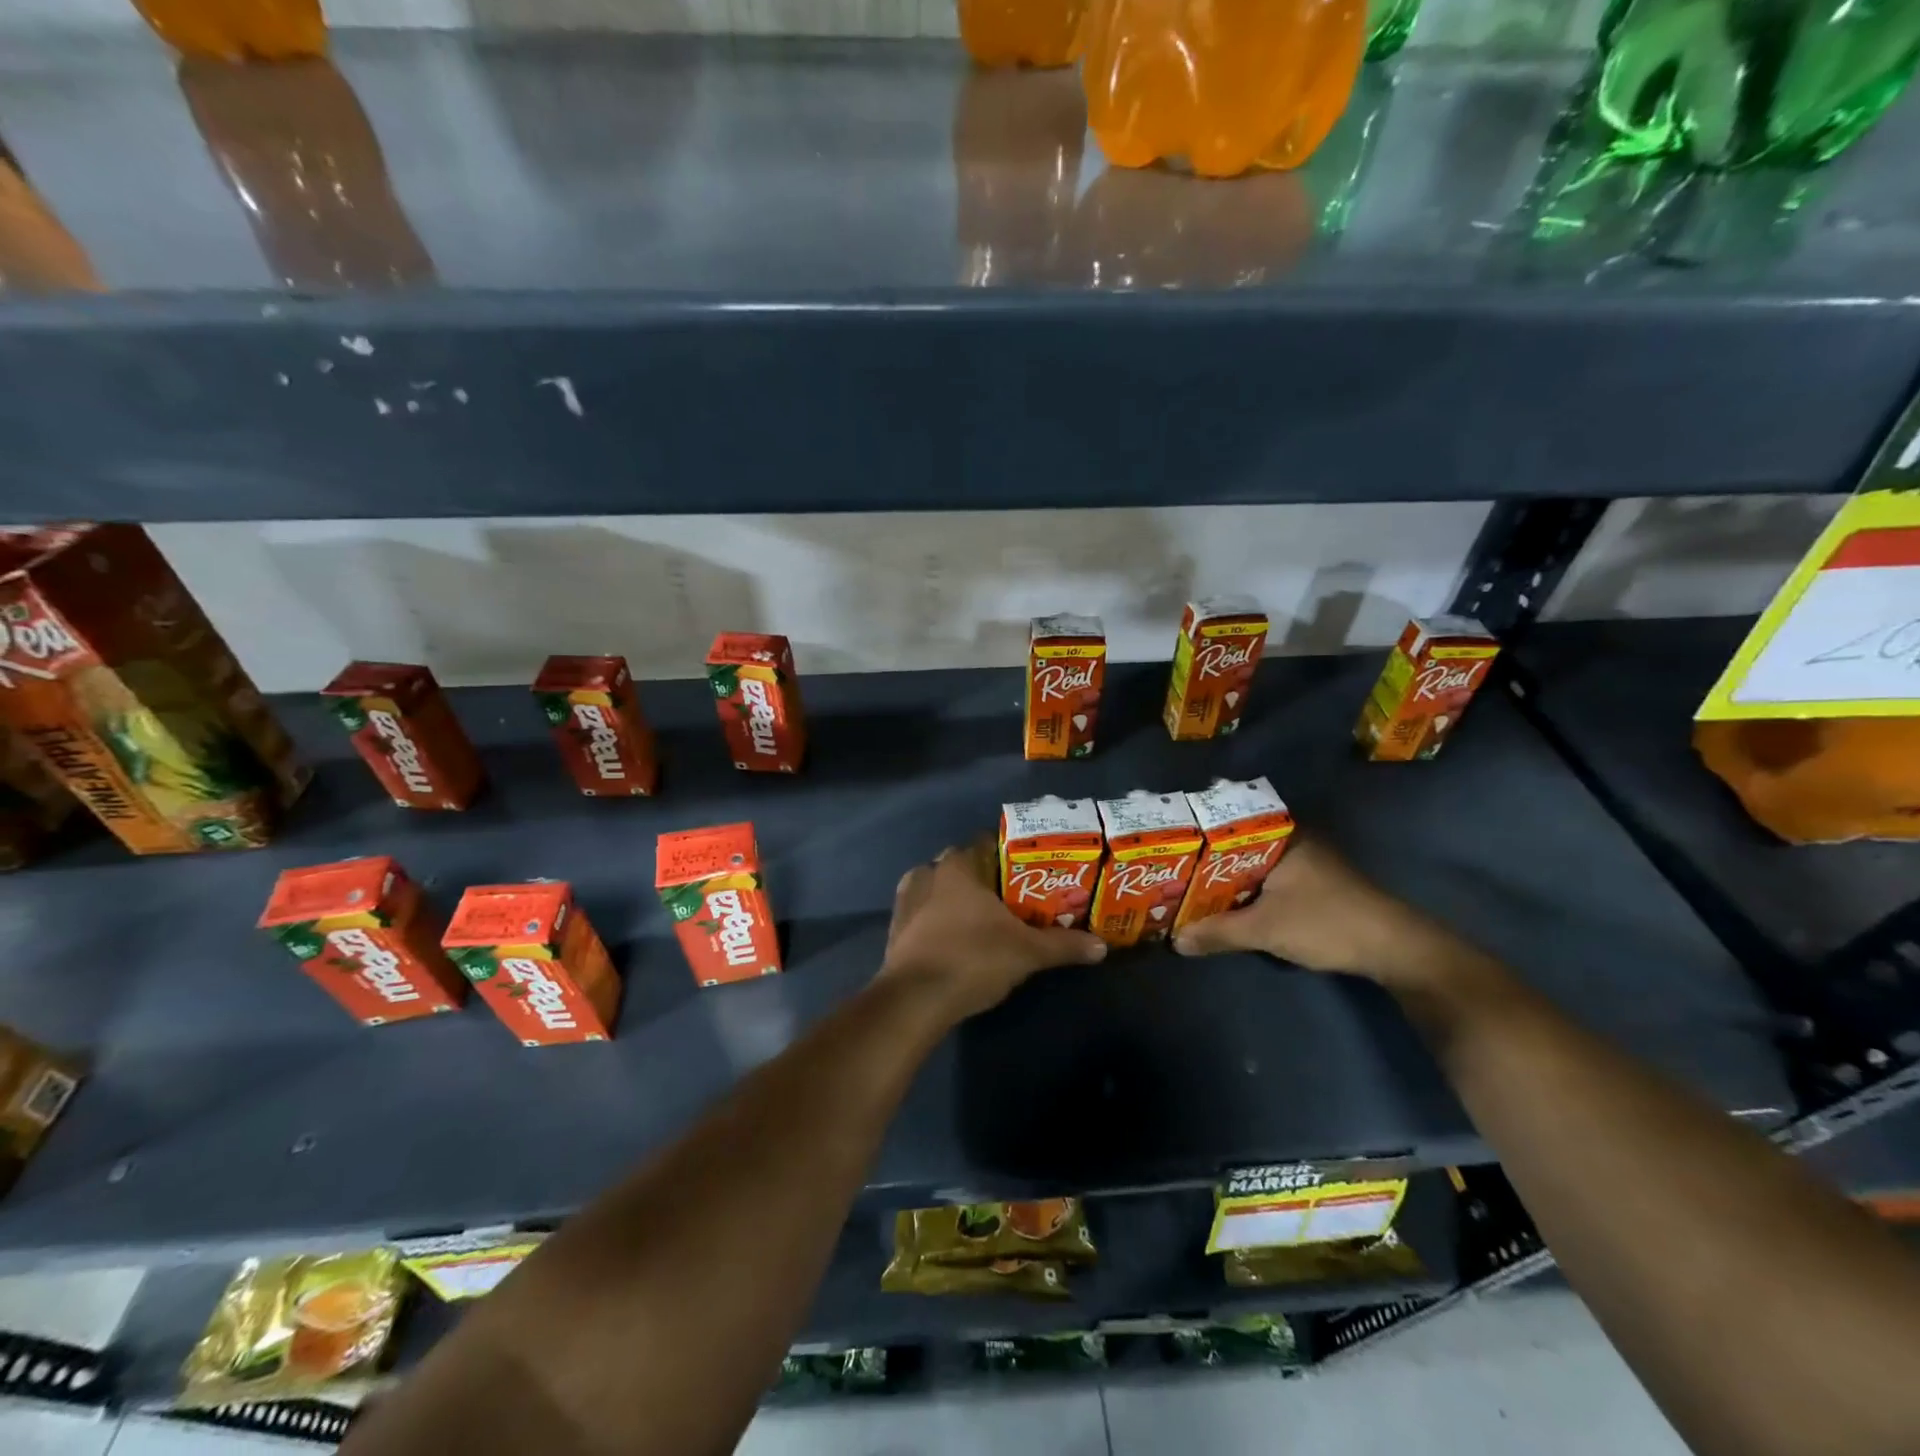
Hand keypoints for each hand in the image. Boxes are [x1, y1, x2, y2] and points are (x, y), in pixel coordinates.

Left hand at [880, 839, 1106, 1019]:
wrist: (914, 1000)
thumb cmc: (972, 959)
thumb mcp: (1027, 952)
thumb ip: (1064, 945)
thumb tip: (1102, 947)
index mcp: (958, 865)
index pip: (988, 842)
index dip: (1012, 854)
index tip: (1033, 871)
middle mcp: (928, 871)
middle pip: (965, 865)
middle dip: (987, 878)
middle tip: (1015, 898)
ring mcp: (906, 899)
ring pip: (940, 887)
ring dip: (959, 898)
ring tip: (986, 919)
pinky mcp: (895, 927)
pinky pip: (924, 912)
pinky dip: (939, 919)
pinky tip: (956, 938)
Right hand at [1170, 837, 1453, 983]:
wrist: (1394, 949)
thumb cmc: (1326, 923)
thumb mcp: (1265, 929)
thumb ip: (1218, 932)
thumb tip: (1175, 941)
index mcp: (1282, 835)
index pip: (1227, 824)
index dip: (1196, 837)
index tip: (1166, 848)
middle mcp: (1293, 840)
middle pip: (1237, 847)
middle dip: (1205, 863)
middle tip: (1168, 872)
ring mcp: (1306, 861)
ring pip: (1252, 866)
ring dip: (1225, 881)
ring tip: (1186, 889)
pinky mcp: (1313, 884)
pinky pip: (1267, 880)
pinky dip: (1246, 891)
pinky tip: (1225, 906)